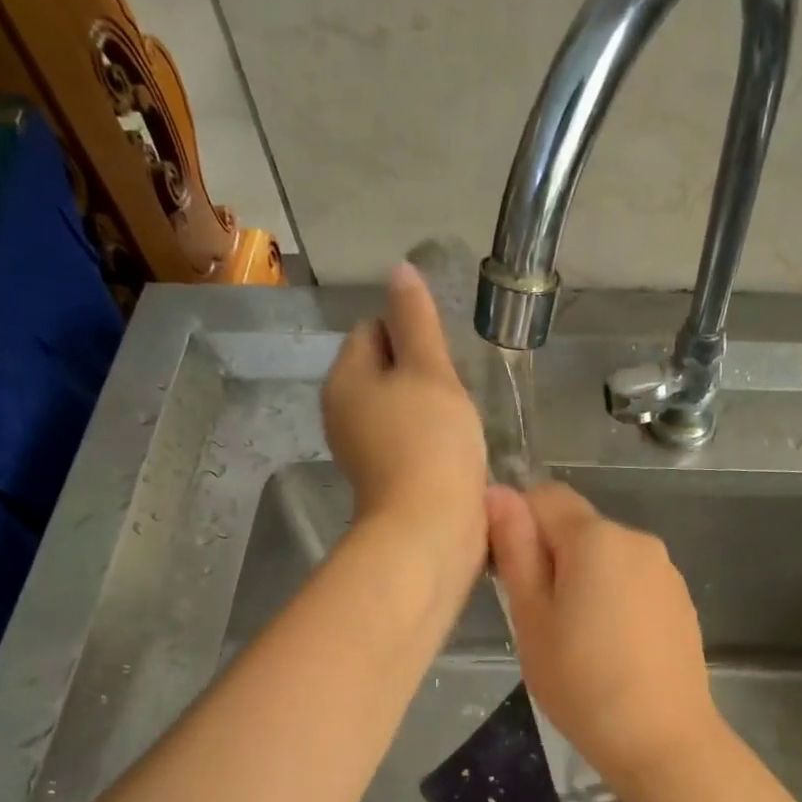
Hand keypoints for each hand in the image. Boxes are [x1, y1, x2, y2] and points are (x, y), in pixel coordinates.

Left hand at [324, 263, 486, 565]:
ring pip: (399, 407)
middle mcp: (342, 412)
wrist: (430, 529)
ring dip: (429, 408)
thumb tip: (399, 271)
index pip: (373, 329)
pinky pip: (407, 441)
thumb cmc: (430, 443)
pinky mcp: (384, 480)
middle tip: (455, 392)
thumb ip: (416, 320)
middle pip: (385, 369)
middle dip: (422, 373)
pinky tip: (454, 452)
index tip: (444, 359)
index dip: (411, 333)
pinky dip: (428, 440)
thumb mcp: (429, 370)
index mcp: (345, 378)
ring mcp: (361, 450)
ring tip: (459, 424)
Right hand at [486, 482, 721, 784]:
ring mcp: (665, 570)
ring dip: (582, 578)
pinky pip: (632, 580)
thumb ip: (515, 550)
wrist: (663, 741)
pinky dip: (613, 598)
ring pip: (605, 555)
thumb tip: (497, 492)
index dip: (518, 524)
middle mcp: (637, 539)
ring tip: (575, 639)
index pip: (544, 496)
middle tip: (539, 617)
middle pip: (577, 526)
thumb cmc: (582, 683)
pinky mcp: (680, 600)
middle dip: (550, 555)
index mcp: (597, 537)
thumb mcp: (531, 618)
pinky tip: (612, 648)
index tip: (511, 576)